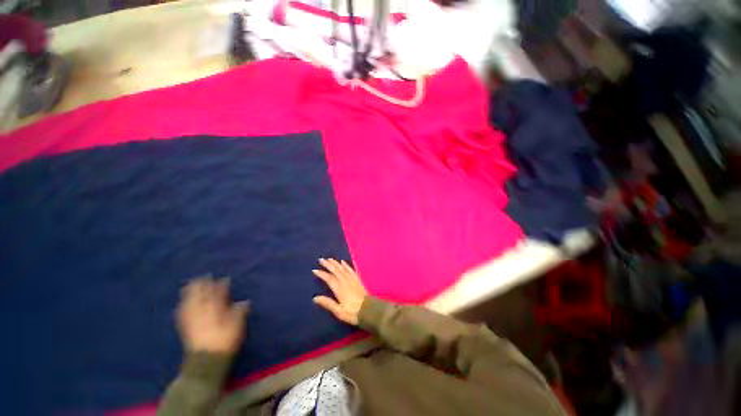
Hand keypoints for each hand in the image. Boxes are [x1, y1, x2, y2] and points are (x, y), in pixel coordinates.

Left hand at [177, 277, 249, 353]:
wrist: (206, 360)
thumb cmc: (225, 340)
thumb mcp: (237, 325)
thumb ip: (240, 311)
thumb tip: (245, 301)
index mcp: (216, 308)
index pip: (218, 293)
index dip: (221, 285)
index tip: (225, 279)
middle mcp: (202, 310)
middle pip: (200, 294)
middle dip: (202, 285)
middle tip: (204, 276)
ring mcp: (192, 318)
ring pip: (189, 301)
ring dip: (190, 292)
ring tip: (191, 284)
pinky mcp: (185, 327)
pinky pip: (182, 312)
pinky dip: (183, 305)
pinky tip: (182, 303)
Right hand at [313, 258, 366, 325]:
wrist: (368, 310)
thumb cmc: (352, 312)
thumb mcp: (338, 311)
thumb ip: (328, 303)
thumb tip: (315, 298)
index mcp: (339, 289)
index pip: (329, 278)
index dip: (321, 274)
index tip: (315, 270)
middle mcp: (345, 281)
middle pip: (335, 270)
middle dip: (328, 264)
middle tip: (321, 259)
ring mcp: (352, 279)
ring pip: (342, 268)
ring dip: (335, 263)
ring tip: (330, 259)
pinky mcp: (357, 279)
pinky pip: (350, 269)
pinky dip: (346, 265)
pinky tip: (343, 262)